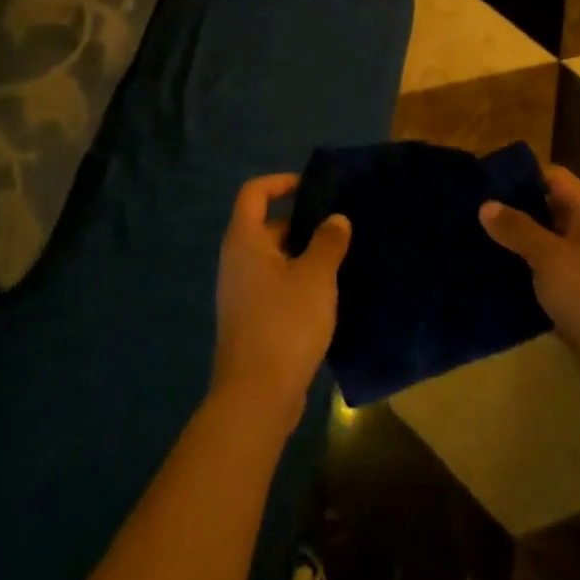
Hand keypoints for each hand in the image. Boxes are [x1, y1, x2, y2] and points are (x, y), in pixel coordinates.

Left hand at [210, 175, 350, 437]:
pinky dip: (299, 283)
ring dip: (305, 256)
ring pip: (275, 260)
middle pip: (267, 226)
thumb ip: (328, 242)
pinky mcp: (252, 320)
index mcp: (245, 242)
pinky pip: (276, 286)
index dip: (281, 182)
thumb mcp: (316, 277)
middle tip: (340, 228)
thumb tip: (336, 219)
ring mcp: (242, 293)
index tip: (313, 188)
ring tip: (342, 259)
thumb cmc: (285, 324)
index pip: (254, 193)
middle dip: (303, 224)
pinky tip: (328, 296)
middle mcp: (237, 262)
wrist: (256, 398)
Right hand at [480, 165, 579, 413]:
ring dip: (516, 246)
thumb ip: (518, 229)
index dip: (521, 175)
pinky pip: (548, 277)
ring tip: (475, 244)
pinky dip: (526, 275)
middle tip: (471, 214)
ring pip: (546, 246)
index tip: (484, 182)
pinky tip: (495, 279)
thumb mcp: (552, 258)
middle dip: (512, 211)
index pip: (553, 178)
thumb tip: (486, 205)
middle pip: (548, 210)